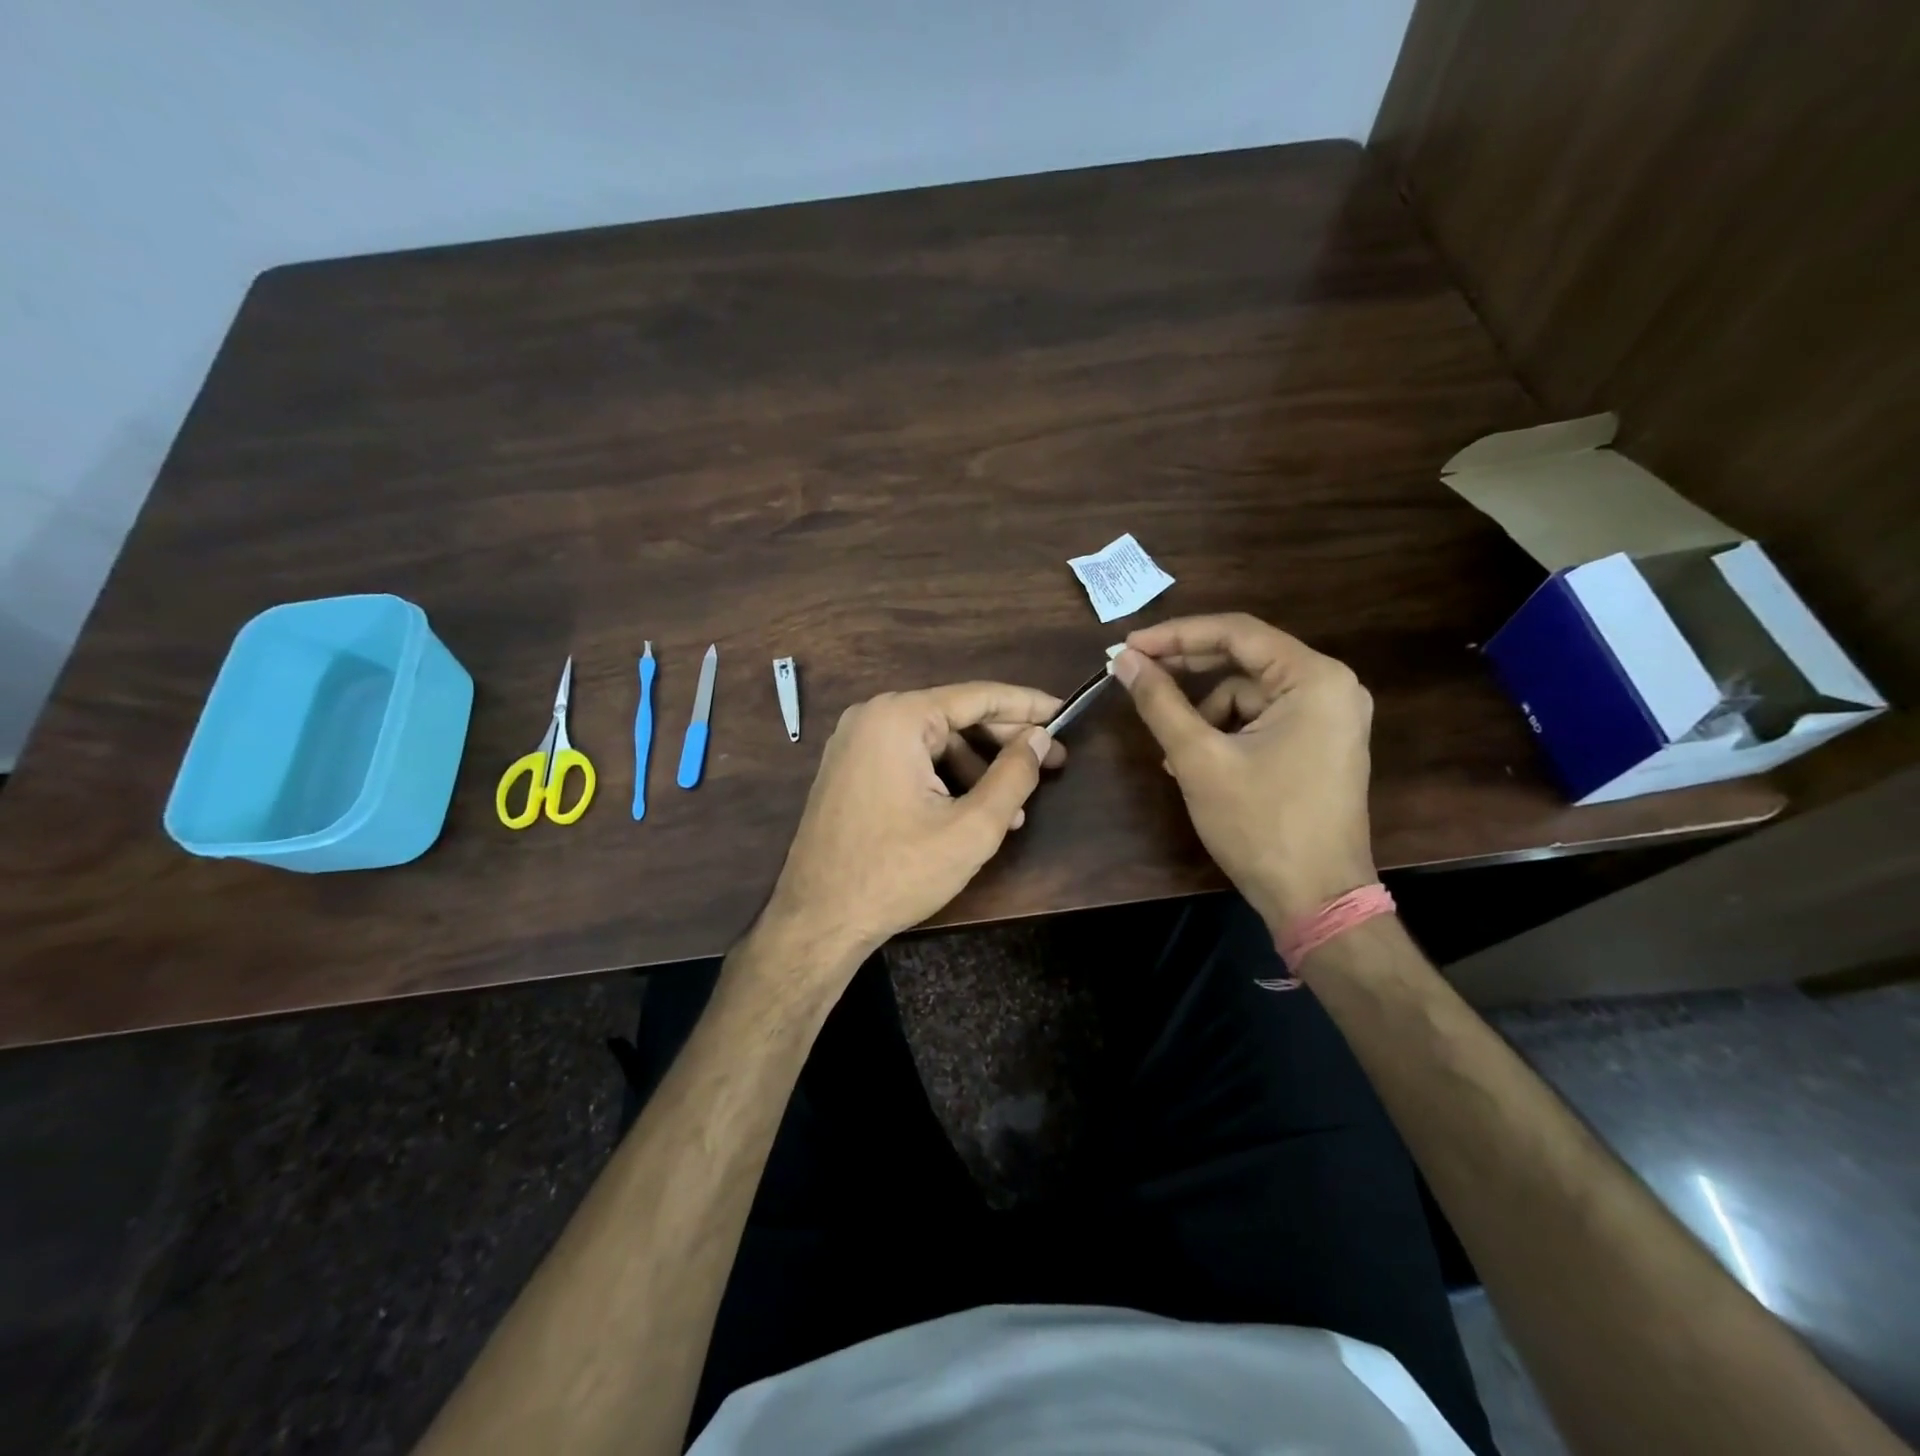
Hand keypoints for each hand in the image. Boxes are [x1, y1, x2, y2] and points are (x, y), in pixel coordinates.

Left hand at [759, 682, 1065, 980]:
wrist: (817, 920)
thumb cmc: (897, 873)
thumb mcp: (971, 828)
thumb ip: (1014, 776)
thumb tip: (1039, 737)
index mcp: (898, 718)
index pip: (978, 696)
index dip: (1027, 705)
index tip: (1065, 713)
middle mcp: (872, 717)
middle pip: (955, 716)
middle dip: (1006, 741)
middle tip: (1053, 761)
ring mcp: (854, 742)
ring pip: (934, 741)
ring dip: (978, 768)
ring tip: (1014, 807)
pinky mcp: (849, 769)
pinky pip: (909, 759)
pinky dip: (945, 777)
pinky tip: (972, 811)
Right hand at [1114, 614, 1375, 931]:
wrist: (1316, 899)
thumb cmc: (1260, 823)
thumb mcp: (1199, 758)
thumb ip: (1160, 702)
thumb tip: (1125, 661)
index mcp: (1315, 679)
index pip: (1236, 633)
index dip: (1176, 635)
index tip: (1129, 646)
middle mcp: (1331, 688)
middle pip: (1244, 660)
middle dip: (1187, 670)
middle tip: (1135, 674)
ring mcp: (1330, 719)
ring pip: (1248, 696)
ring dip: (1203, 715)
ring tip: (1172, 754)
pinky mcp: (1320, 745)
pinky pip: (1262, 721)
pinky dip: (1225, 735)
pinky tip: (1195, 765)